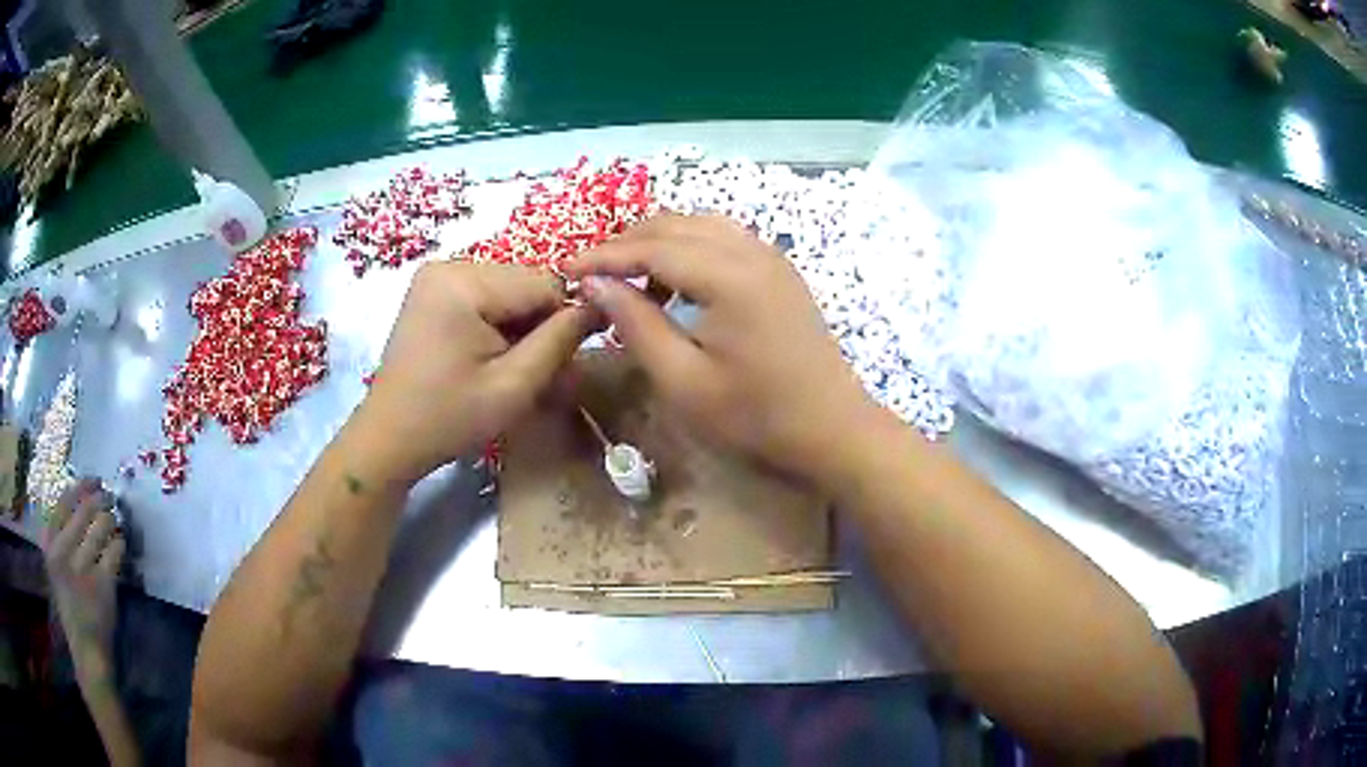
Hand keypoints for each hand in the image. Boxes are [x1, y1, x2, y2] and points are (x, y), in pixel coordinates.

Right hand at [44, 479, 124, 667]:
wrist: (86, 651)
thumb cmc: (71, 609)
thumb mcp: (57, 569)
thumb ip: (62, 541)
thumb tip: (81, 505)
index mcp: (50, 546)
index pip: (64, 503)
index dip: (81, 487)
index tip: (93, 480)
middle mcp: (62, 552)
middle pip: (84, 511)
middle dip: (100, 499)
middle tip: (110, 496)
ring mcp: (82, 568)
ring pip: (100, 527)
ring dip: (111, 519)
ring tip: (115, 519)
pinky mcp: (102, 585)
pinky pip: (114, 551)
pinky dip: (119, 543)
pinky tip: (121, 543)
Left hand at [361, 262, 595, 482]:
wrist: (389, 438)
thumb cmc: (449, 419)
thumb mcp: (513, 386)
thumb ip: (561, 341)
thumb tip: (603, 303)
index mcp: (464, 282)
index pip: (545, 283)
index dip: (564, 321)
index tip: (562, 364)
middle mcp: (449, 264)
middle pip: (525, 284)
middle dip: (538, 325)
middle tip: (532, 373)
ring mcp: (437, 275)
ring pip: (509, 291)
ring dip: (520, 326)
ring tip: (508, 368)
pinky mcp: (433, 290)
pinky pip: (486, 296)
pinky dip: (498, 324)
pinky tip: (489, 356)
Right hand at [566, 214, 879, 486]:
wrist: (832, 428)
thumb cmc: (756, 416)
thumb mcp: (684, 380)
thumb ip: (637, 324)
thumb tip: (596, 283)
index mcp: (729, 276)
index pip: (652, 248)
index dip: (605, 256)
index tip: (565, 270)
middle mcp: (751, 251)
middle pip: (676, 225)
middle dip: (628, 243)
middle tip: (592, 274)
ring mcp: (771, 257)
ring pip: (701, 225)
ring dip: (659, 242)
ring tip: (628, 276)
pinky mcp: (779, 270)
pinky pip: (724, 239)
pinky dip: (690, 248)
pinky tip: (675, 281)